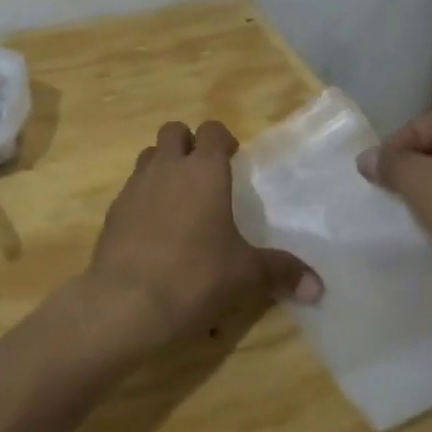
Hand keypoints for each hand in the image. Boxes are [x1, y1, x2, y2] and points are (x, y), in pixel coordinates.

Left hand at [82, 120, 321, 354]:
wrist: (126, 301)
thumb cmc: (195, 276)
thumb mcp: (245, 275)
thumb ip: (280, 272)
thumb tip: (318, 287)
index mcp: (203, 170)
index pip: (211, 130)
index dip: (223, 139)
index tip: (233, 158)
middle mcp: (167, 167)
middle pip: (174, 131)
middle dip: (188, 143)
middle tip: (204, 173)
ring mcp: (135, 185)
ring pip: (150, 155)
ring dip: (164, 165)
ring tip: (180, 198)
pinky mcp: (114, 209)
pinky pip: (132, 187)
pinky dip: (145, 196)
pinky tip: (155, 228)